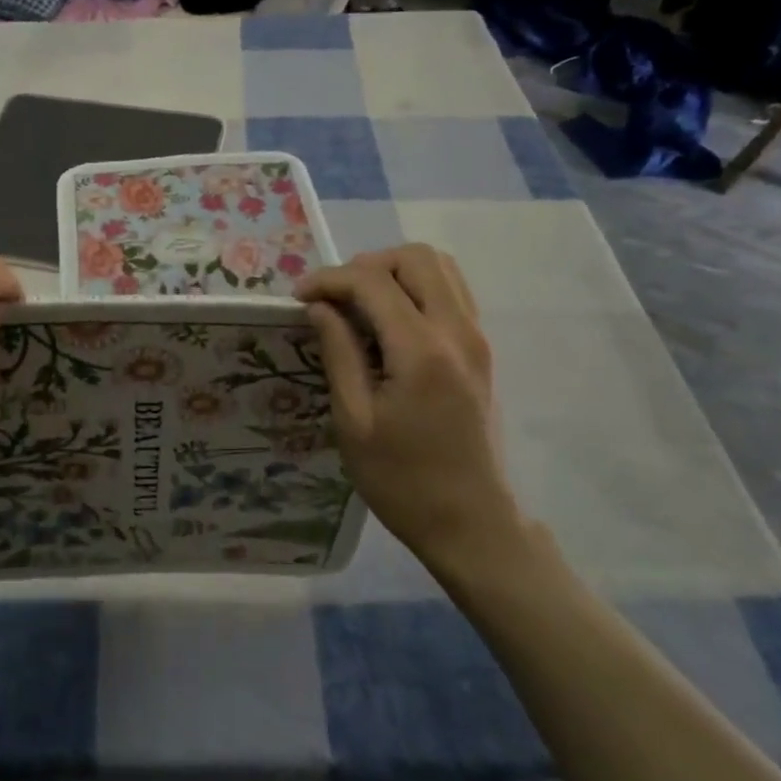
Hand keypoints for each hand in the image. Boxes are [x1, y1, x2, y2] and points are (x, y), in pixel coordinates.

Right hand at [295, 245, 529, 572]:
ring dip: (394, 271)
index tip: (299, 298)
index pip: (372, 282)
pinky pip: (452, 291)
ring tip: (360, 303)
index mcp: (421, 351)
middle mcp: (457, 331)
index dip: (329, 279)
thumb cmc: (402, 480)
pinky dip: (417, 287)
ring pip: (440, 267)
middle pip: (415, 257)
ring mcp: (477, 338)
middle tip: (334, 296)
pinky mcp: (481, 350)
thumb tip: (319, 307)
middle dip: (366, 265)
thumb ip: (338, 353)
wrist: (472, 523)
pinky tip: (390, 320)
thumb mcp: (354, 421)